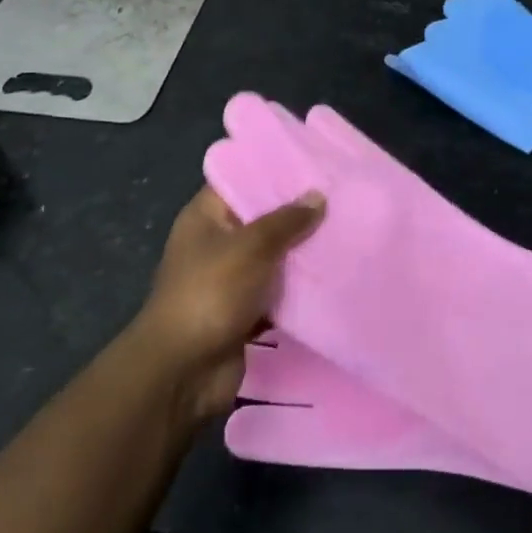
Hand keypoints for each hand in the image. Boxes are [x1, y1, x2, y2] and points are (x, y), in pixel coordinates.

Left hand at [134, 186, 323, 423]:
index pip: (242, 179)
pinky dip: (299, 287)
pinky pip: (277, 291)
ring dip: (302, 251)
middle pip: (261, 218)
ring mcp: (229, 278)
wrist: (184, 372)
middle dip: (297, 212)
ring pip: (273, 256)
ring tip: (346, 228)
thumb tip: (318, 196)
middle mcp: (216, 242)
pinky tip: (334, 273)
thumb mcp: (252, 246)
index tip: (313, 160)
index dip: (274, 170)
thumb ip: (287, 220)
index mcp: (205, 216)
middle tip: (341, 194)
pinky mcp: (243, 311)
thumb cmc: (211, 292)